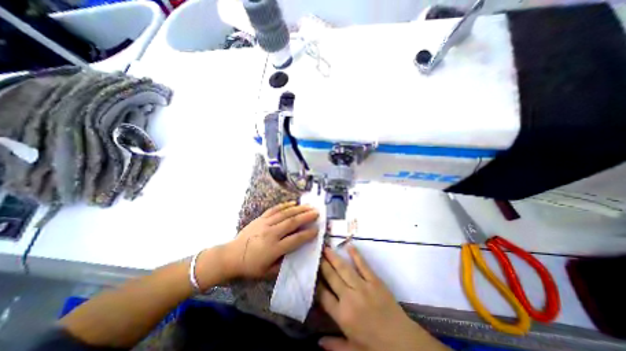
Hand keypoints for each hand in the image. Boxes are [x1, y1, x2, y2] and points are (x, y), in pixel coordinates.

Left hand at [223, 202, 318, 278]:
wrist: (231, 256)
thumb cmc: (251, 266)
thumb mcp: (268, 272)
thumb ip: (284, 263)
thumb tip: (297, 253)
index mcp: (273, 248)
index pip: (295, 239)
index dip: (307, 234)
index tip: (317, 230)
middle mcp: (271, 233)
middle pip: (292, 222)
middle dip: (306, 217)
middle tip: (317, 213)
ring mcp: (265, 223)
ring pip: (285, 213)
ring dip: (299, 209)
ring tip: (309, 206)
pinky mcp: (260, 218)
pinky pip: (275, 209)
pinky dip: (285, 205)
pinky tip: (293, 202)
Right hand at [320, 245, 447, 349]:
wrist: (403, 343)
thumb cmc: (376, 348)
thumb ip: (334, 345)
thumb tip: (317, 342)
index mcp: (342, 315)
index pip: (323, 295)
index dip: (315, 283)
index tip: (311, 272)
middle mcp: (349, 298)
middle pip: (331, 277)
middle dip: (322, 265)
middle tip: (316, 253)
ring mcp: (363, 287)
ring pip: (344, 269)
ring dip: (334, 257)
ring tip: (326, 248)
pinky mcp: (375, 281)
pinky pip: (363, 265)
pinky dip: (356, 255)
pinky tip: (349, 246)